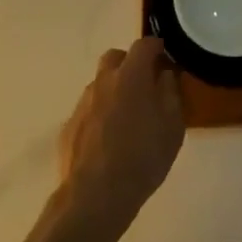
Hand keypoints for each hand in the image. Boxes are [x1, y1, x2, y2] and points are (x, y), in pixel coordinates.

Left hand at [55, 37, 183, 237]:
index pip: (144, 44)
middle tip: (145, 84)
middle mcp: (103, 82)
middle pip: (115, 58)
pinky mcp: (68, 128)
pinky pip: (89, 110)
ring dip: (114, 90)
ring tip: (128, 118)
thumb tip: (164, 74)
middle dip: (130, 63)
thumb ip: (170, 92)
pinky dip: (100, 115)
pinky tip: (109, 140)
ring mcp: (82, 104)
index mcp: (130, 76)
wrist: (95, 197)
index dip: (156, 46)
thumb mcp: (173, 126)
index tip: (165, 57)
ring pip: (100, 84)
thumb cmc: (143, 158)